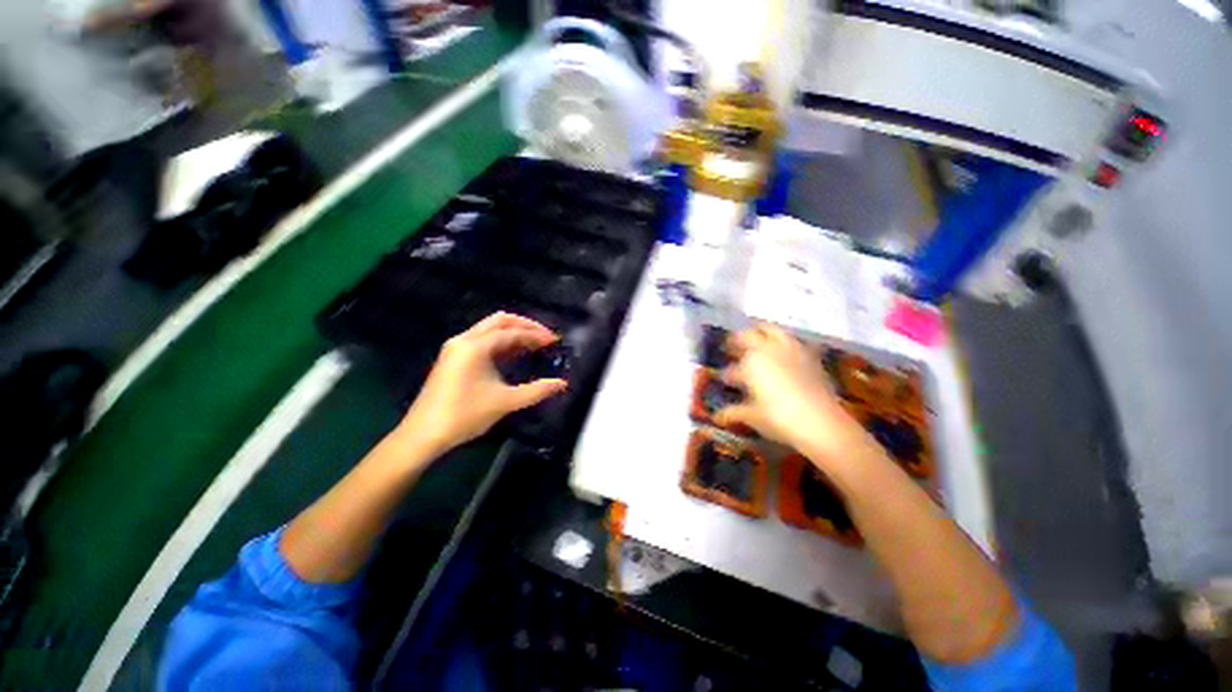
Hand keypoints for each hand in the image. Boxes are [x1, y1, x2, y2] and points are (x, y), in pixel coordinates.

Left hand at [394, 313, 567, 458]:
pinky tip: (513, 353)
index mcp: (475, 346)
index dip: (535, 335)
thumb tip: (562, 384)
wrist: (423, 434)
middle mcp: (464, 340)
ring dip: (513, 333)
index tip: (554, 340)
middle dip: (525, 326)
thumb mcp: (506, 402)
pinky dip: (500, 342)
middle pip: (499, 321)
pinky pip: (481, 340)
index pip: (512, 332)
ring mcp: (455, 347)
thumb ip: (537, 391)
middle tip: (545, 336)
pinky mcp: (452, 358)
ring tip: (533, 344)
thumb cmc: (465, 415)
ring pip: (489, 329)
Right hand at [715, 324, 865, 462]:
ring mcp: (791, 349)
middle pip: (749, 334)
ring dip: (761, 334)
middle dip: (739, 340)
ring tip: (758, 344)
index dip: (727, 373)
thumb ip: (733, 412)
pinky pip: (793, 341)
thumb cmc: (777, 417)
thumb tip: (718, 416)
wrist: (821, 422)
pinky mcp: (810, 356)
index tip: (725, 380)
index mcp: (750, 361)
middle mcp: (768, 349)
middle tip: (734, 348)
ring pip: (772, 330)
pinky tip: (784, 357)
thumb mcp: (751, 416)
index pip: (733, 365)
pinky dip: (783, 344)